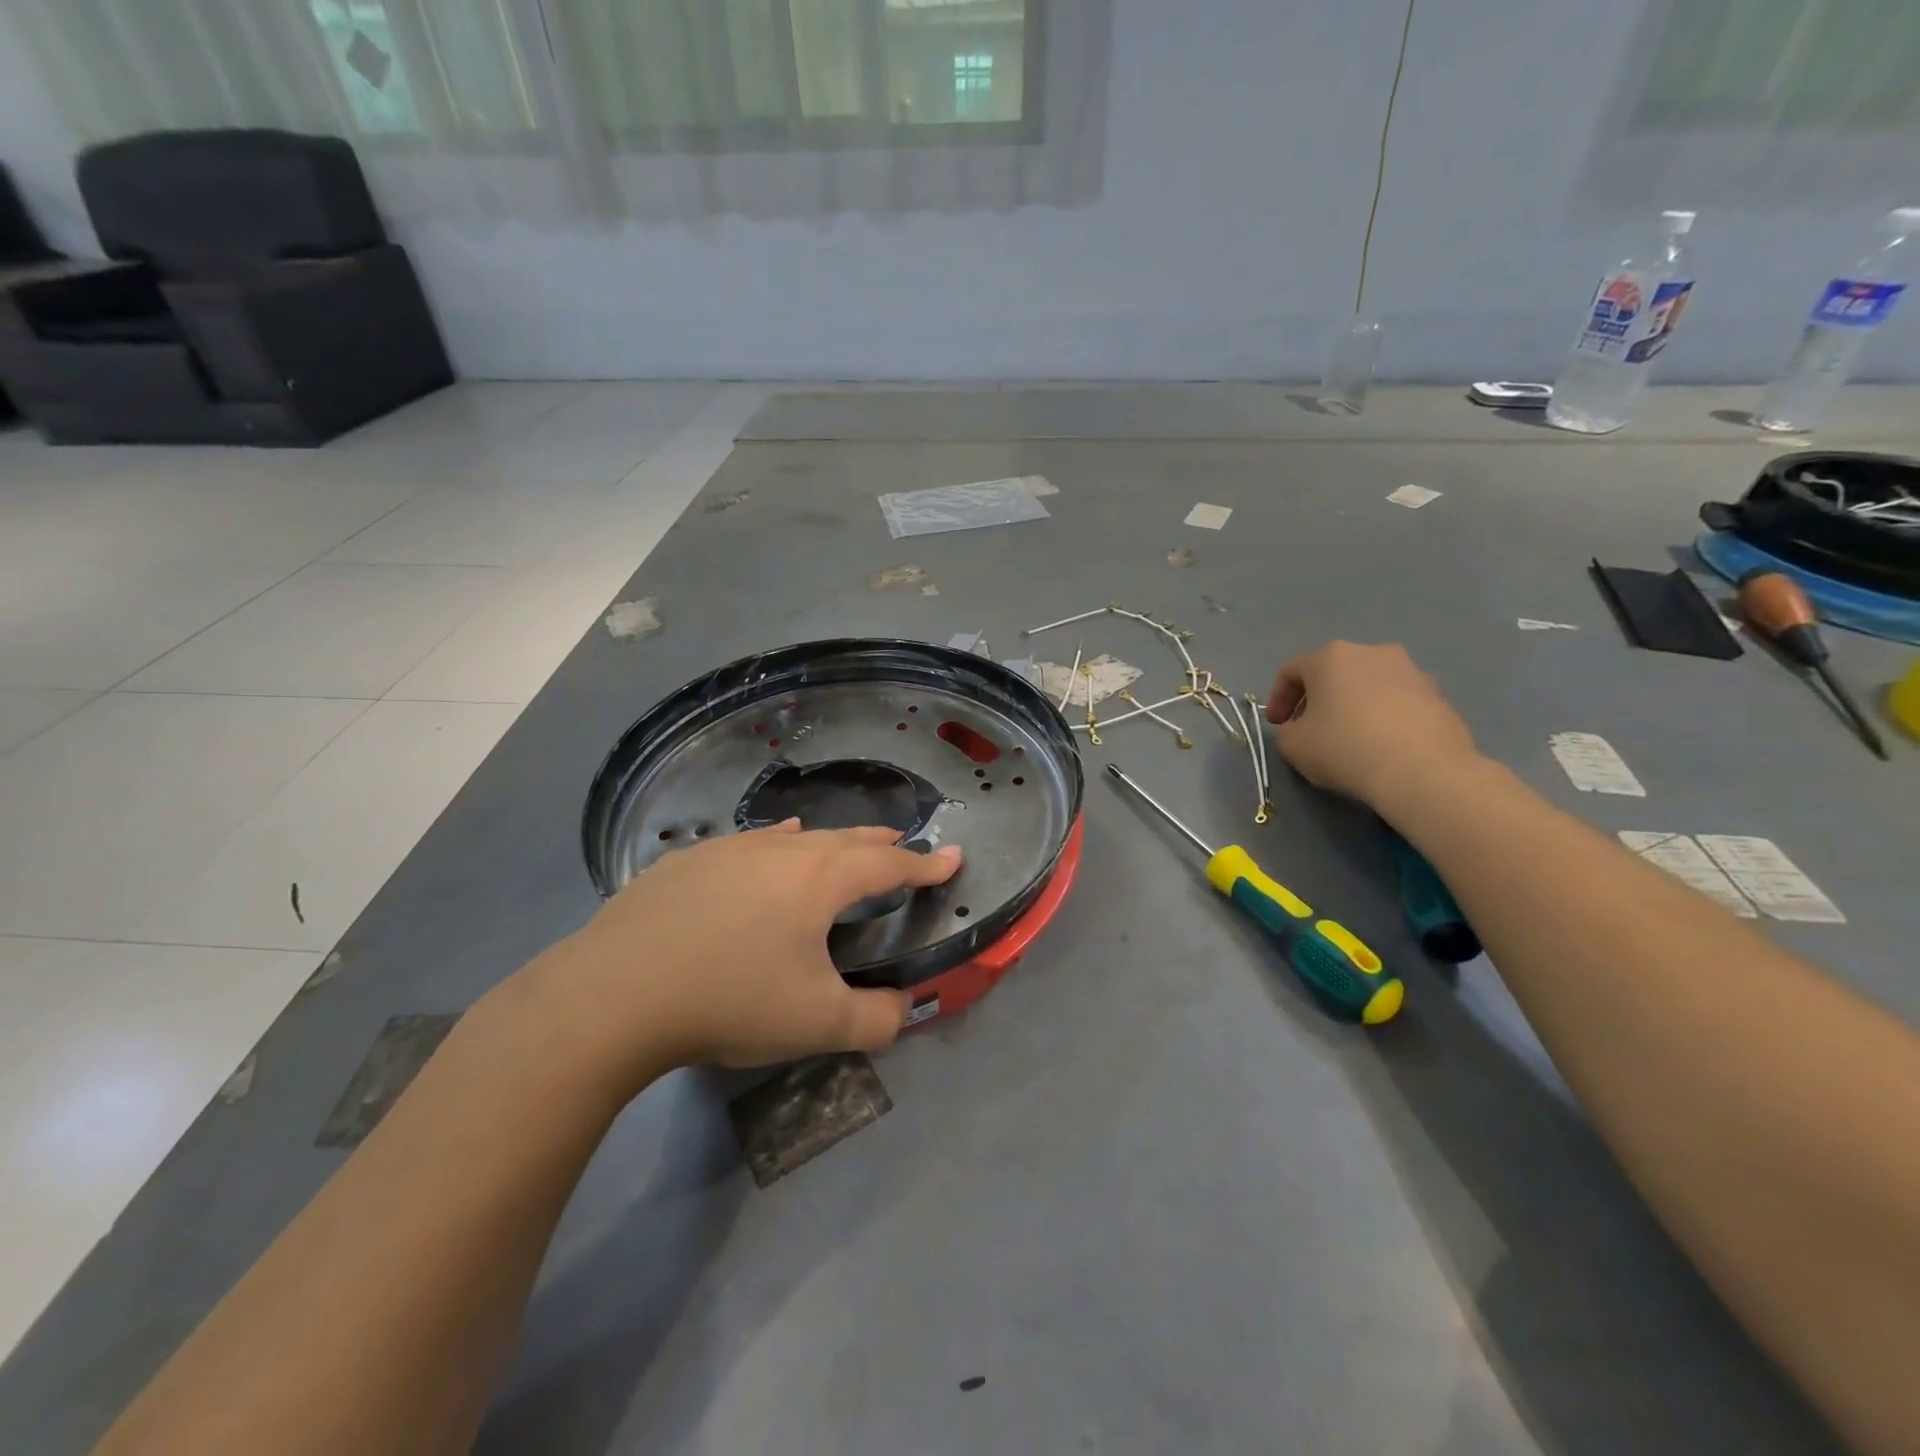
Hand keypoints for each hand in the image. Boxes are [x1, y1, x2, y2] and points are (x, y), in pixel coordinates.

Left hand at [538, 822, 960, 1084]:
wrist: (615, 993)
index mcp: (820, 880)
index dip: (925, 866)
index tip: (952, 858)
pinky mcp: (688, 861)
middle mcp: (782, 850)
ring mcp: (730, 849)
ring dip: (829, 841)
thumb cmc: (730, 999)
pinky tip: (768, 848)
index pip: (889, 867)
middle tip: (901, 848)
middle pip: (845, 840)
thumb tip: (905, 1009)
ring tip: (844, 844)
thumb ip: (877, 1019)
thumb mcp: (817, 1024)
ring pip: (796, 836)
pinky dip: (776, 844)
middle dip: (880, 845)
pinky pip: (751, 844)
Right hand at [1265, 641, 1478, 808]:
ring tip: (1350, 739)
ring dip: (1353, 706)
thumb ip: (1285, 730)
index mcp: (1331, 657)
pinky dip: (1383, 717)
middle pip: (1332, 673)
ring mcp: (1411, 671)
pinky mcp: (1439, 695)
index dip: (1277, 699)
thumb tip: (1297, 728)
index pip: (1291, 672)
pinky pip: (1398, 702)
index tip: (1277, 726)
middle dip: (1317, 699)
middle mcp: (1371, 653)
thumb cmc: (1345, 749)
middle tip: (1310, 729)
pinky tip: (1382, 746)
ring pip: (1368, 685)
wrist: (1422, 771)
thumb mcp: (1292, 745)